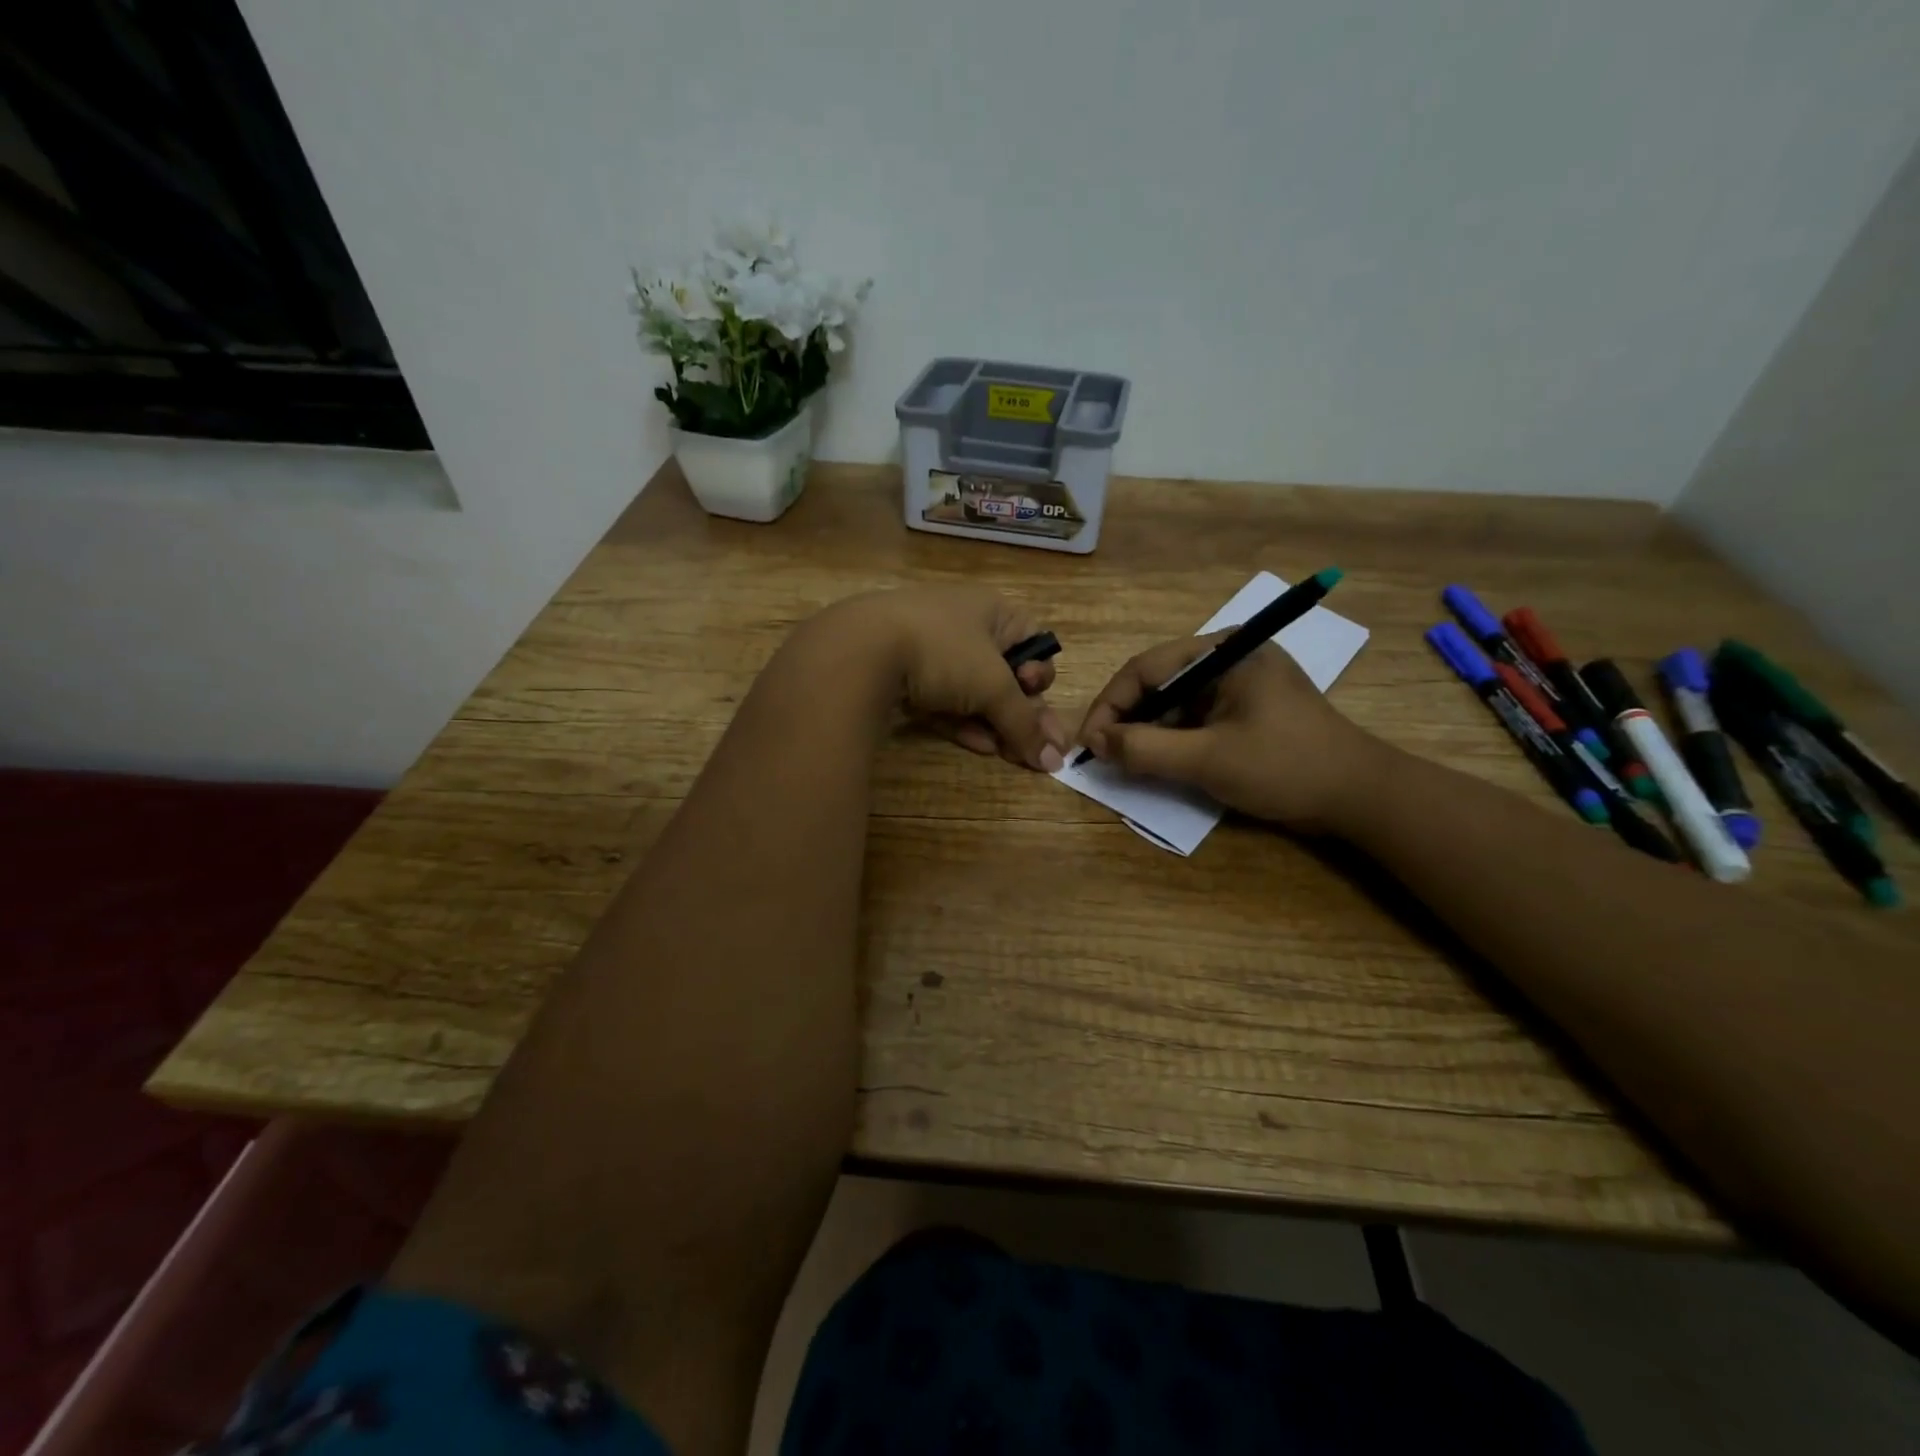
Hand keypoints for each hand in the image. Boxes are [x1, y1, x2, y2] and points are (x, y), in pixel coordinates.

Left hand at [830, 587, 1067, 771]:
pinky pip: (941, 699)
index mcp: (991, 610)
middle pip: (1003, 671)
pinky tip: (978, 747)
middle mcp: (962, 623)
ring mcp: (928, 647)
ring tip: (1009, 755)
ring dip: (993, 722)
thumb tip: (1057, 760)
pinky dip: (961, 722)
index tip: (1034, 694)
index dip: (1040, 672)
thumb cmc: (943, 652)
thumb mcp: (992, 687)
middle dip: (1019, 710)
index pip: (1032, 641)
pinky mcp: (902, 674)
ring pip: (970, 690)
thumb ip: (1025, 723)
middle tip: (1032, 747)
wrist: (860, 650)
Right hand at [1077, 634, 1385, 830]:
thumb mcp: (1208, 760)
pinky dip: (1172, 739)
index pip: (1146, 668)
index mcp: (1224, 651)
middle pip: (1158, 682)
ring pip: (1174, 703)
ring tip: (1124, 761)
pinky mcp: (1246, 710)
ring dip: (1147, 731)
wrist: (1361, 797)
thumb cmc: (1285, 767)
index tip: (1087, 742)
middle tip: (1101, 754)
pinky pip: (1195, 718)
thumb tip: (1094, 742)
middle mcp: (1229, 658)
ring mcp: (1239, 684)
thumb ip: (1145, 750)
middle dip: (1126, 718)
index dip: (1109, 704)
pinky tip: (1157, 761)